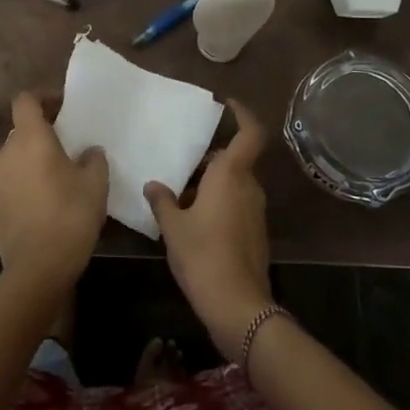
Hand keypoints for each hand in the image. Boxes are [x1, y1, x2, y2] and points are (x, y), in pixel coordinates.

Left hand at [0, 92, 107, 293]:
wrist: (38, 267)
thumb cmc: (70, 214)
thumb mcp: (96, 183)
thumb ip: (93, 159)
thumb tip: (88, 151)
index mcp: (29, 138)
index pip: (25, 100)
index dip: (43, 99)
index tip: (63, 109)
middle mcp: (6, 152)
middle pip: (20, 130)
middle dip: (41, 132)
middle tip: (67, 146)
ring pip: (15, 157)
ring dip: (32, 159)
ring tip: (57, 176)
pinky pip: (11, 181)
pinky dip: (25, 182)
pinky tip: (45, 201)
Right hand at [144, 100, 273, 358]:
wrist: (237, 305)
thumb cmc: (202, 254)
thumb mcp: (173, 226)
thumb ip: (163, 201)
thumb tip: (153, 185)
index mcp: (231, 175)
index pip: (250, 133)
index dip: (243, 114)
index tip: (227, 104)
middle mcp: (249, 187)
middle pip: (235, 161)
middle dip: (211, 160)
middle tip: (183, 164)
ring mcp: (256, 211)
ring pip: (235, 184)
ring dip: (213, 185)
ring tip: (181, 196)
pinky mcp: (256, 233)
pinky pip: (237, 205)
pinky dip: (219, 204)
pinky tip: (194, 222)